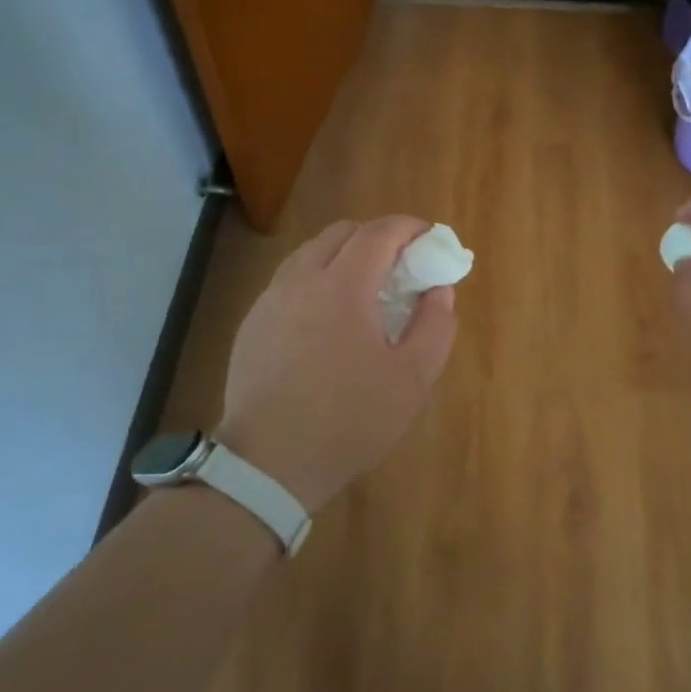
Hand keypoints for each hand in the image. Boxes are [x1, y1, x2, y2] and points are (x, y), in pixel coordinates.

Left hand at [217, 216, 457, 514]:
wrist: (268, 464)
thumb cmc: (349, 420)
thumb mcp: (412, 379)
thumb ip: (435, 326)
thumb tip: (439, 290)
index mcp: (343, 286)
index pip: (379, 233)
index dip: (409, 227)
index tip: (429, 238)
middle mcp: (301, 279)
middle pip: (341, 233)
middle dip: (376, 237)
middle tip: (399, 266)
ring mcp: (270, 300)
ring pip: (310, 254)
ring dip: (342, 256)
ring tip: (363, 290)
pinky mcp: (252, 323)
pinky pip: (289, 282)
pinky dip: (315, 280)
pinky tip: (325, 320)